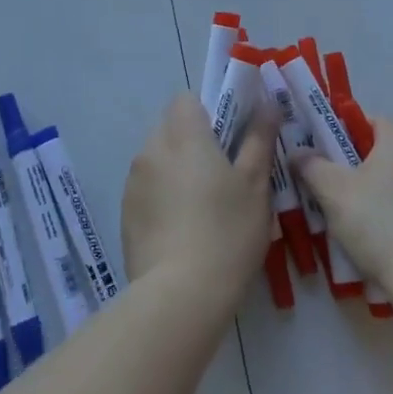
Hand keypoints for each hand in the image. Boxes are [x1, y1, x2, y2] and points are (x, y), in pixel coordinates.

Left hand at [122, 92, 275, 303]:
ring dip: (176, 168)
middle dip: (193, 140)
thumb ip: (259, 139)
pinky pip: (147, 188)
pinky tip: (182, 229)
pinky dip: (162, 196)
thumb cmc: (227, 231)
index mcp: (183, 135)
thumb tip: (267, 105)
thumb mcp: (255, 185)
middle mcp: (152, 149)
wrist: (180, 294)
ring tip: (202, 206)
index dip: (208, 110)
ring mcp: (133, 181)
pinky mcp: (126, 212)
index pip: (186, 99)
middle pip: (170, 127)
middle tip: (222, 173)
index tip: (228, 137)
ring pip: (157, 158)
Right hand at [290, 115, 392, 297]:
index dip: (340, 143)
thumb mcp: (333, 194)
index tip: (328, 170)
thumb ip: (311, 165)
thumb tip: (299, 152)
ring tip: (369, 226)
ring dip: (389, 191)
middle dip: (364, 169)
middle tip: (342, 199)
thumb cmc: (382, 226)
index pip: (365, 123)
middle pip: (387, 150)